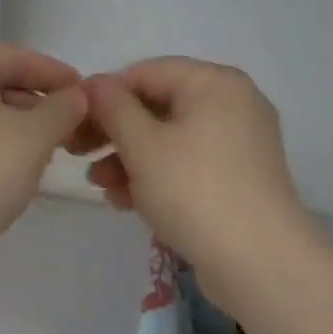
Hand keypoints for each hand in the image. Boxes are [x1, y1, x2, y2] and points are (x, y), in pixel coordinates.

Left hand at [0, 41, 87, 253]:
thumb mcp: (36, 136)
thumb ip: (63, 108)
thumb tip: (74, 97)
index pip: (17, 57)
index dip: (57, 75)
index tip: (87, 95)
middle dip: (34, 101)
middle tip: (68, 126)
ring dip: (11, 123)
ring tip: (43, 149)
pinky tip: (7, 167)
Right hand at [75, 58, 327, 301]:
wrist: (258, 261)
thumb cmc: (193, 190)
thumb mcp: (142, 144)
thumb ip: (113, 107)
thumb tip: (93, 83)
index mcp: (214, 83)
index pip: (145, 72)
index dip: (104, 95)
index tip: (74, 125)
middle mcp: (232, 104)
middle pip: (157, 106)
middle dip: (114, 133)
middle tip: (79, 155)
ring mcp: (239, 144)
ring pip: (170, 139)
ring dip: (129, 159)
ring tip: (101, 186)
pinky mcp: (238, 179)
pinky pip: (188, 165)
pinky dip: (156, 177)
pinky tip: (126, 202)